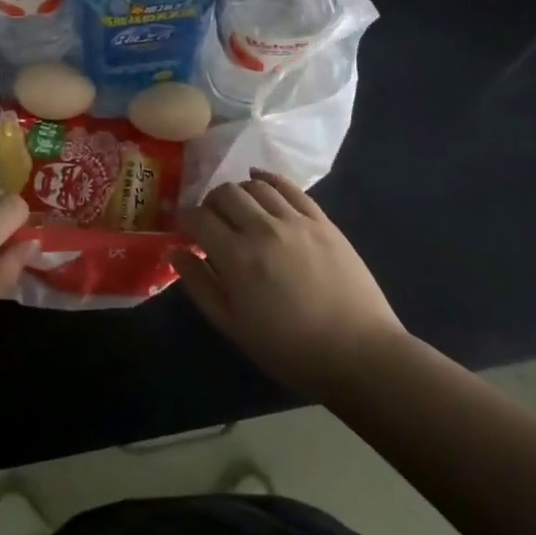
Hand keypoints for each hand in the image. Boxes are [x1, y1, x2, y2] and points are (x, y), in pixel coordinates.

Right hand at [173, 169, 405, 398]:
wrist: (360, 355)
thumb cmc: (291, 350)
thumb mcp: (234, 327)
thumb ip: (200, 285)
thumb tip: (175, 251)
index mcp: (237, 258)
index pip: (199, 218)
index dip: (186, 219)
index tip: (185, 228)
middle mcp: (263, 229)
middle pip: (225, 193)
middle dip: (210, 203)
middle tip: (211, 220)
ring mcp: (295, 220)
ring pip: (255, 185)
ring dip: (238, 192)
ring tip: (238, 208)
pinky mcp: (322, 220)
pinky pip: (289, 187)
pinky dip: (269, 179)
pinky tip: (260, 182)